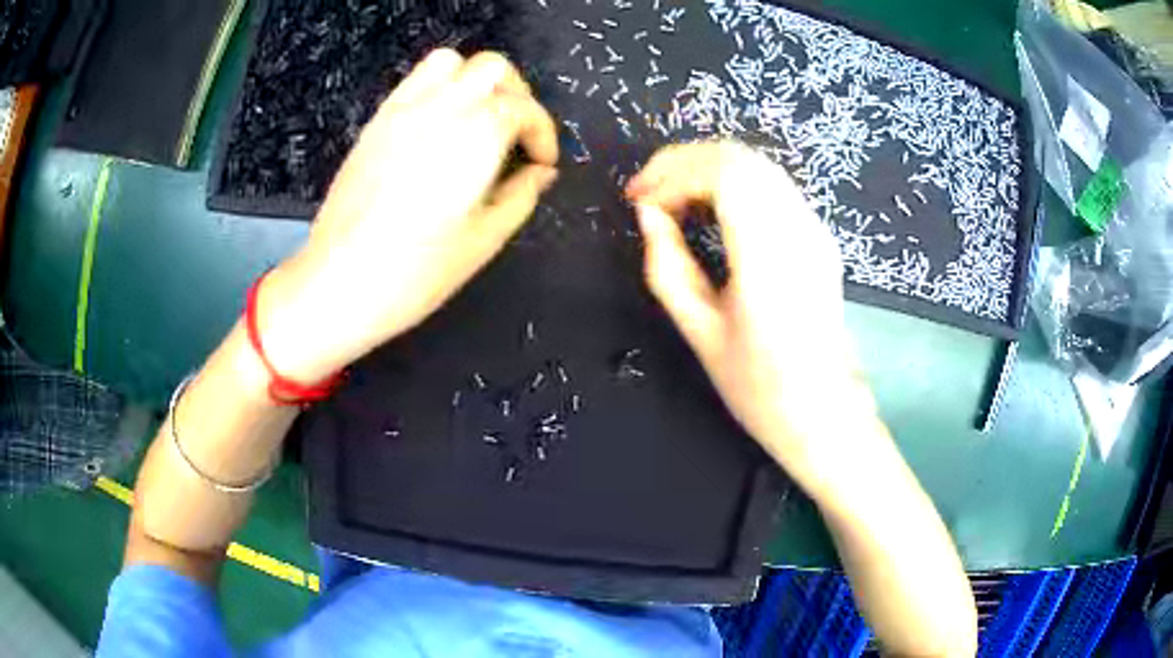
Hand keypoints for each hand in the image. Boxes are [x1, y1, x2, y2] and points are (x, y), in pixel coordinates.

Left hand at [259, 49, 558, 382]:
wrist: (339, 282)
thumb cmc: (417, 272)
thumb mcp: (484, 240)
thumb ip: (521, 195)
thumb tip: (541, 172)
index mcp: (476, 136)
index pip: (523, 109)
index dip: (543, 134)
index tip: (542, 164)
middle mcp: (441, 107)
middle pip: (493, 69)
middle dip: (517, 95)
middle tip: (517, 136)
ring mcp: (403, 109)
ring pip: (451, 62)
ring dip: (477, 81)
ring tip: (480, 120)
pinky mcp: (377, 121)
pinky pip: (416, 80)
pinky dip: (440, 88)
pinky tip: (440, 126)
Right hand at [626, 142, 878, 491]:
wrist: (826, 413)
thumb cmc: (761, 389)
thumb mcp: (701, 334)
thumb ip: (668, 267)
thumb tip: (648, 215)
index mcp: (770, 259)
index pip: (724, 175)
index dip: (672, 174)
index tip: (639, 200)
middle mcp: (800, 231)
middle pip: (740, 158)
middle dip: (684, 162)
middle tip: (646, 192)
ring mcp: (815, 230)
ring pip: (757, 165)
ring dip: (706, 168)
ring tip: (669, 197)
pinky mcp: (818, 236)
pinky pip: (771, 185)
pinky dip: (730, 181)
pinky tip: (707, 206)